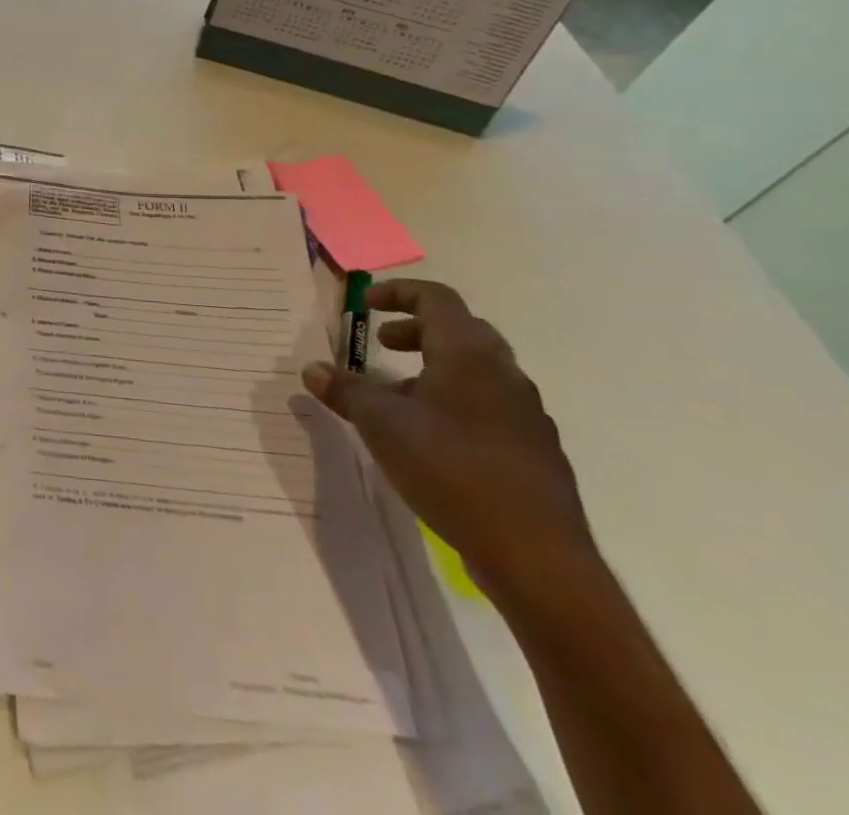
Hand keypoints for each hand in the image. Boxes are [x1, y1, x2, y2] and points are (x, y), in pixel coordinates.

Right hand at [300, 278, 593, 599]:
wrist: (536, 555)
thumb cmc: (450, 467)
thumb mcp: (380, 424)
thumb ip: (345, 390)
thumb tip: (312, 369)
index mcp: (469, 354)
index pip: (436, 298)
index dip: (397, 293)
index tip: (365, 306)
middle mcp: (503, 374)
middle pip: (460, 331)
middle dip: (416, 331)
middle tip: (381, 346)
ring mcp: (526, 414)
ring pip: (476, 372)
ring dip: (435, 369)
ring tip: (397, 397)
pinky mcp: (535, 452)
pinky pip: (489, 407)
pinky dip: (455, 403)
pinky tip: (430, 439)